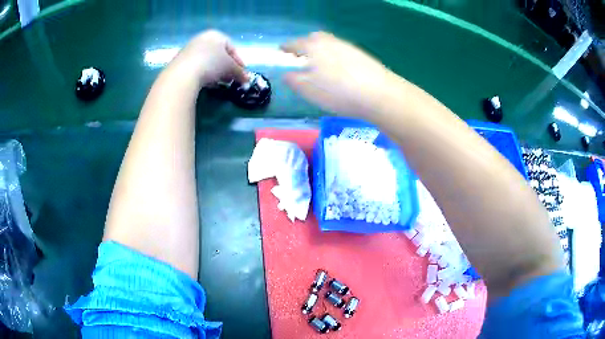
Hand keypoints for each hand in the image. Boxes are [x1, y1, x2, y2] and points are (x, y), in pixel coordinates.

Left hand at [171, 30, 247, 86]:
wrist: (183, 74)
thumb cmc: (211, 64)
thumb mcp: (230, 68)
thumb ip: (240, 73)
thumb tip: (247, 79)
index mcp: (216, 35)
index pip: (231, 47)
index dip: (239, 61)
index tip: (242, 73)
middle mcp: (202, 38)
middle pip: (218, 54)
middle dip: (226, 67)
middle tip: (231, 79)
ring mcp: (189, 49)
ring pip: (207, 60)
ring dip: (215, 72)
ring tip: (218, 83)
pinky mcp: (180, 61)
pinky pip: (196, 66)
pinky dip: (203, 73)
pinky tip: (205, 83)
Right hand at [281, 32, 401, 117]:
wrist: (379, 93)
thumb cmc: (338, 92)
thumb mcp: (310, 90)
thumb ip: (294, 81)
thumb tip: (285, 74)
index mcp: (313, 47)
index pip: (295, 44)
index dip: (287, 47)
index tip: (281, 50)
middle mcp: (330, 42)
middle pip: (314, 38)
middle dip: (305, 44)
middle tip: (300, 55)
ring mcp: (347, 47)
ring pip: (329, 43)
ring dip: (320, 49)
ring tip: (318, 63)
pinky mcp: (361, 55)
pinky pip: (341, 50)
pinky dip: (334, 54)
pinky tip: (338, 68)